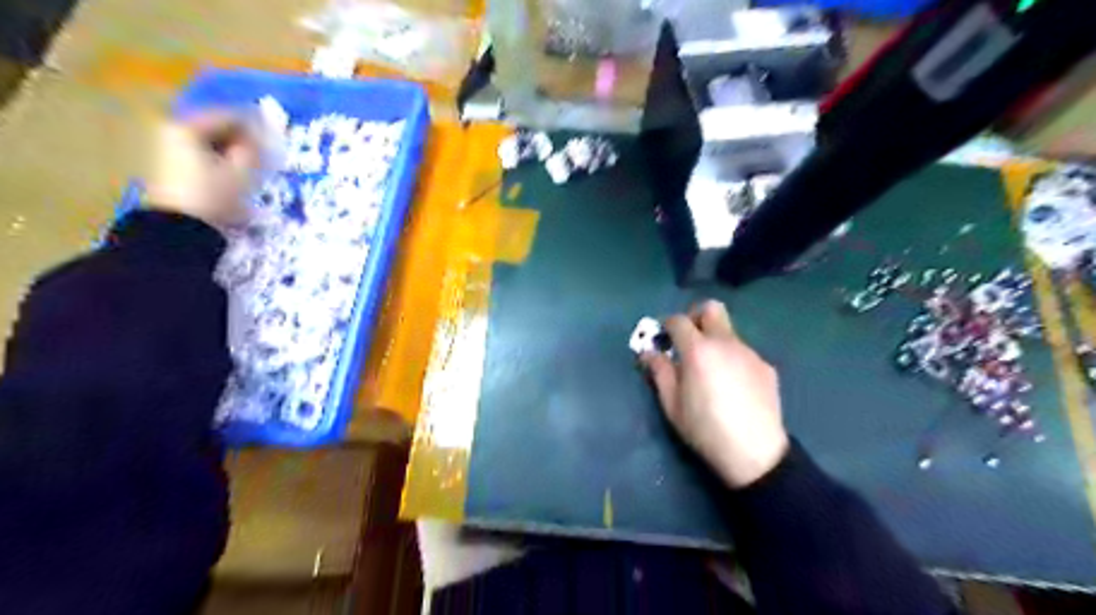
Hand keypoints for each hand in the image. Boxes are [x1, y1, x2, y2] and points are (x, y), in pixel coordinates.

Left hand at [144, 109, 260, 230]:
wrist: (182, 230)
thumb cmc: (215, 196)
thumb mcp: (243, 171)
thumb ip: (256, 147)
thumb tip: (265, 131)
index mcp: (187, 127)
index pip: (230, 116)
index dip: (258, 125)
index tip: (279, 137)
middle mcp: (174, 132)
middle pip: (219, 128)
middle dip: (245, 140)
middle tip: (269, 154)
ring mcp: (170, 151)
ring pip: (213, 145)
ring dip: (236, 153)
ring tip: (256, 169)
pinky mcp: (173, 170)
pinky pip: (206, 158)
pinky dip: (224, 163)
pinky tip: (238, 178)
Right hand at [644, 301, 786, 486]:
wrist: (755, 453)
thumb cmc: (705, 429)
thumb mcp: (672, 405)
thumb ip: (659, 373)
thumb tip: (649, 353)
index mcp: (698, 350)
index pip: (678, 320)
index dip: (666, 325)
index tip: (662, 338)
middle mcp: (725, 342)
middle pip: (711, 309)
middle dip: (695, 317)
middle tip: (687, 340)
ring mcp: (749, 353)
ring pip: (728, 332)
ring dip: (715, 340)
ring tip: (710, 370)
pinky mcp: (765, 366)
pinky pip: (743, 352)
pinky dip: (732, 358)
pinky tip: (732, 386)